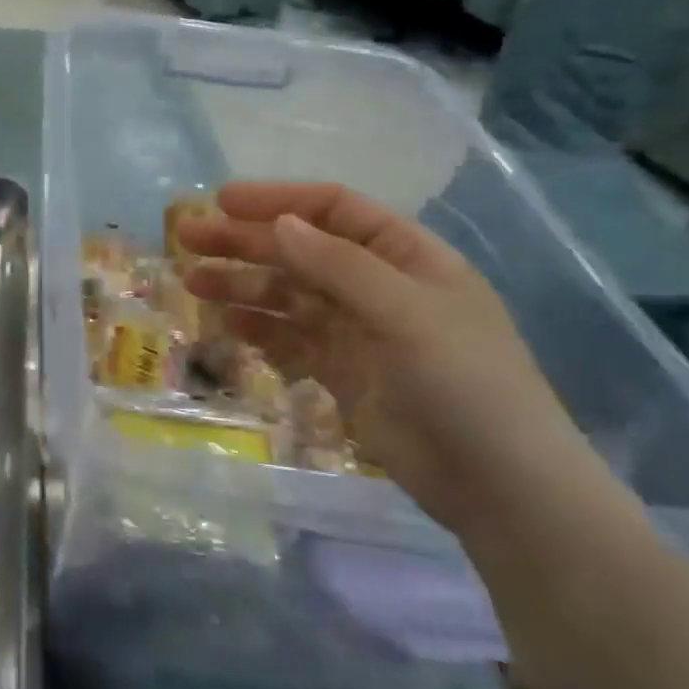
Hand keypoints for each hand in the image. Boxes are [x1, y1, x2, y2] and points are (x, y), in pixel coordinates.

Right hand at [178, 181, 603, 538]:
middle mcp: (378, 285)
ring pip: (288, 295)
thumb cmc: (464, 382)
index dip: (278, 200)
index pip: (334, 210)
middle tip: (187, 238)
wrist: (501, 488)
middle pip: (300, 250)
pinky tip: (224, 325)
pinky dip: (258, 329)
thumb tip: (280, 224)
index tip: (222, 201)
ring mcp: (358, 331)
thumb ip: (338, 265)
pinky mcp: (342, 373)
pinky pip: (290, 340)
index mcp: (406, 256)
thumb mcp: (404, 311)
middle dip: (245, 242)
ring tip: (193, 282)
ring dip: (242, 285)